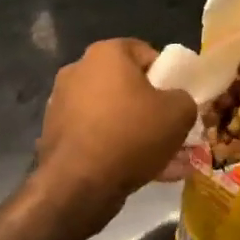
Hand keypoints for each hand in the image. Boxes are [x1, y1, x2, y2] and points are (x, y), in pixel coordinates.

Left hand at [34, 39, 197, 224]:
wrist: (77, 186)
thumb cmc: (131, 134)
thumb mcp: (179, 112)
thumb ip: (185, 99)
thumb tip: (177, 103)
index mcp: (106, 53)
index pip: (146, 53)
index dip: (168, 76)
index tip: (178, 100)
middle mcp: (79, 71)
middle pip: (128, 86)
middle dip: (152, 109)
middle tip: (173, 132)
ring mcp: (62, 104)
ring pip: (113, 116)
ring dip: (138, 134)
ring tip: (166, 161)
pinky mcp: (55, 136)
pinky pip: (96, 137)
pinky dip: (117, 150)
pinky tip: (143, 174)